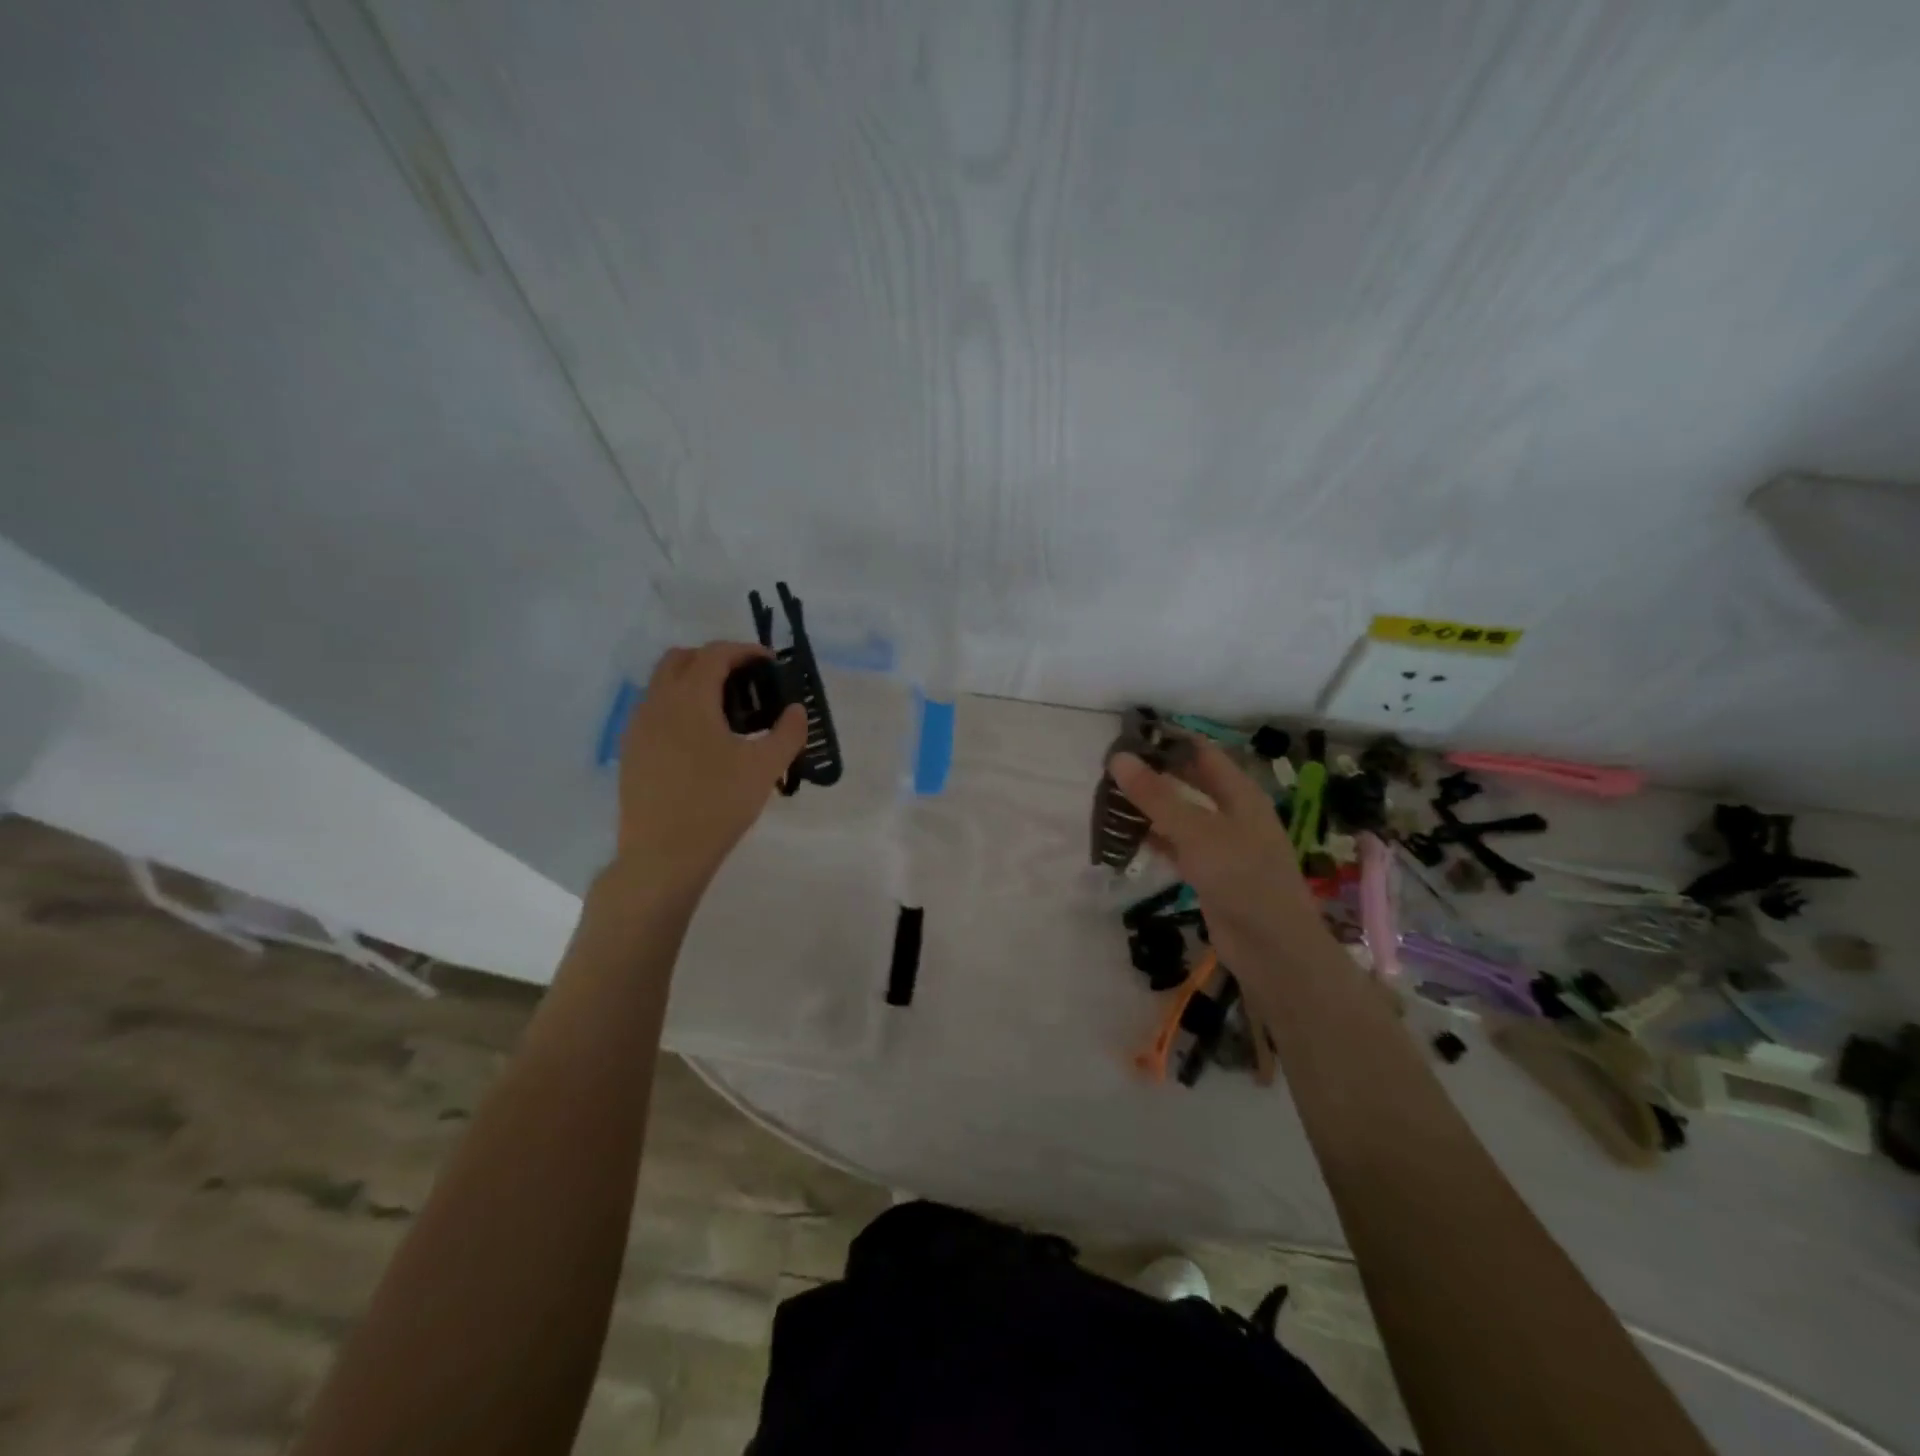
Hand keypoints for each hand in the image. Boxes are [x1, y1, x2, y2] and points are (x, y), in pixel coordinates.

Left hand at [614, 642, 807, 885]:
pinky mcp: (631, 751)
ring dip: (693, 682)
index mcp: (689, 698)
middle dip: (714, 660)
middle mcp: (657, 703)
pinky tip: (700, 741)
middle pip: (681, 659)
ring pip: (662, 684)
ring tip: (725, 712)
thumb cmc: (717, 804)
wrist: (662, 855)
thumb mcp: (764, 768)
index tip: (770, 663)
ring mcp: (638, 727)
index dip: (745, 651)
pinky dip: (678, 707)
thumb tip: (796, 710)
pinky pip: (654, 711)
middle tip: (745, 682)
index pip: (715, 654)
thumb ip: (787, 733)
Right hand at [1109, 742, 1318, 954]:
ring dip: (1151, 807)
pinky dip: (1155, 839)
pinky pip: (1178, 846)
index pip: (1201, 752)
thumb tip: (1118, 757)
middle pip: (1191, 782)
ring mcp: (1223, 845)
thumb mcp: (1196, 831)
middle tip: (1112, 768)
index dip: (1168, 741)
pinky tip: (1128, 837)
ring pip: (1181, 815)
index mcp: (1240, 793)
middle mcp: (1233, 813)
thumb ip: (1156, 795)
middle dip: (1155, 774)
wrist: (1272, 948)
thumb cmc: (1241, 877)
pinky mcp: (1210, 873)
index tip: (1128, 736)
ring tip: (1111, 799)